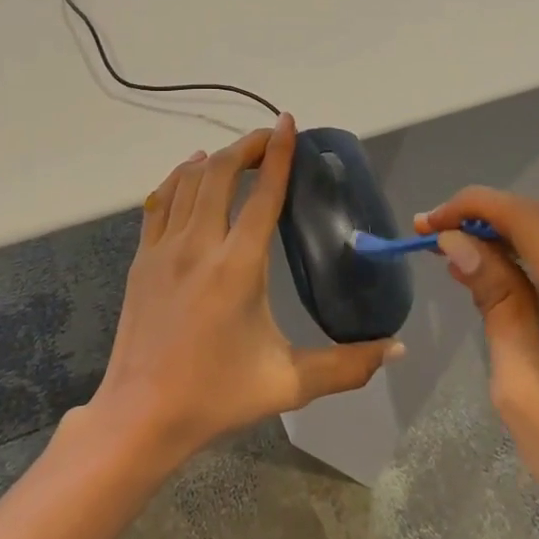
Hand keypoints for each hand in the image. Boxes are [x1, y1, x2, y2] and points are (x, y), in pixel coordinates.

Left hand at [88, 113, 403, 470]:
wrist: (141, 416)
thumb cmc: (217, 396)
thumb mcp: (289, 384)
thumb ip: (347, 365)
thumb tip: (397, 349)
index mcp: (238, 267)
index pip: (263, 194)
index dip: (278, 153)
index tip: (288, 123)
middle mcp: (199, 245)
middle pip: (221, 172)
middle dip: (246, 146)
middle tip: (268, 139)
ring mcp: (163, 248)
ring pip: (188, 181)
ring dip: (214, 159)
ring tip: (236, 154)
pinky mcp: (142, 258)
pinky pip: (160, 201)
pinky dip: (179, 179)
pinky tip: (191, 175)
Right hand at [417, 189, 538, 538]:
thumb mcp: (524, 400)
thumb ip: (498, 308)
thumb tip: (459, 243)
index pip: (536, 225)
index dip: (476, 207)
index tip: (426, 223)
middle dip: (489, 226)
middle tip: (435, 244)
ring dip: (514, 246)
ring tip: (464, 265)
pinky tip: (513, 285)